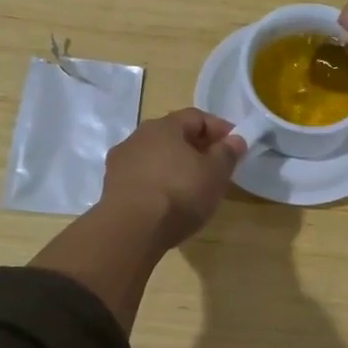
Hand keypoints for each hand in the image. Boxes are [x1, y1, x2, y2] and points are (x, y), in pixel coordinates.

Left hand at [98, 108, 246, 250]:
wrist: (131, 230)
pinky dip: (158, 185)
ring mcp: (120, 163)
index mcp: (163, 126)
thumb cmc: (179, 193)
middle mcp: (137, 137)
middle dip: (196, 148)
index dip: (219, 128)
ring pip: (155, 158)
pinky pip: (142, 179)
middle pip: (173, 136)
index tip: (235, 146)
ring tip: (192, 188)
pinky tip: (168, 203)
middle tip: (215, 167)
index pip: (196, 117)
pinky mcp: (111, 188)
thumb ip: (227, 153)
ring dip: (174, 167)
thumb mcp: (215, 173)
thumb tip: (235, 139)